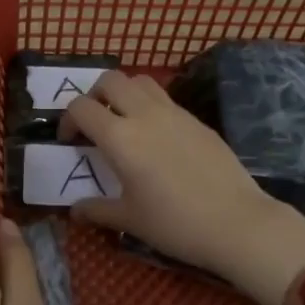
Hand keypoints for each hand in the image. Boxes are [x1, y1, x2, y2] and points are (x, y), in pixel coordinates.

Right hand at [60, 72, 304, 304]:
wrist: (236, 223)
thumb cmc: (174, 224)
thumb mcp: (129, 219)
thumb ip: (97, 209)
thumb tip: (76, 210)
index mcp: (120, 137)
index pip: (81, 107)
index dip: (68, 120)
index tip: (71, 142)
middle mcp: (145, 114)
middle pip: (110, 80)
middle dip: (94, 95)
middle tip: (94, 123)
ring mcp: (175, 113)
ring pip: (140, 81)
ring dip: (124, 93)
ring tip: (124, 122)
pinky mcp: (197, 120)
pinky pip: (165, 99)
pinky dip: (150, 105)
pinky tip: (156, 138)